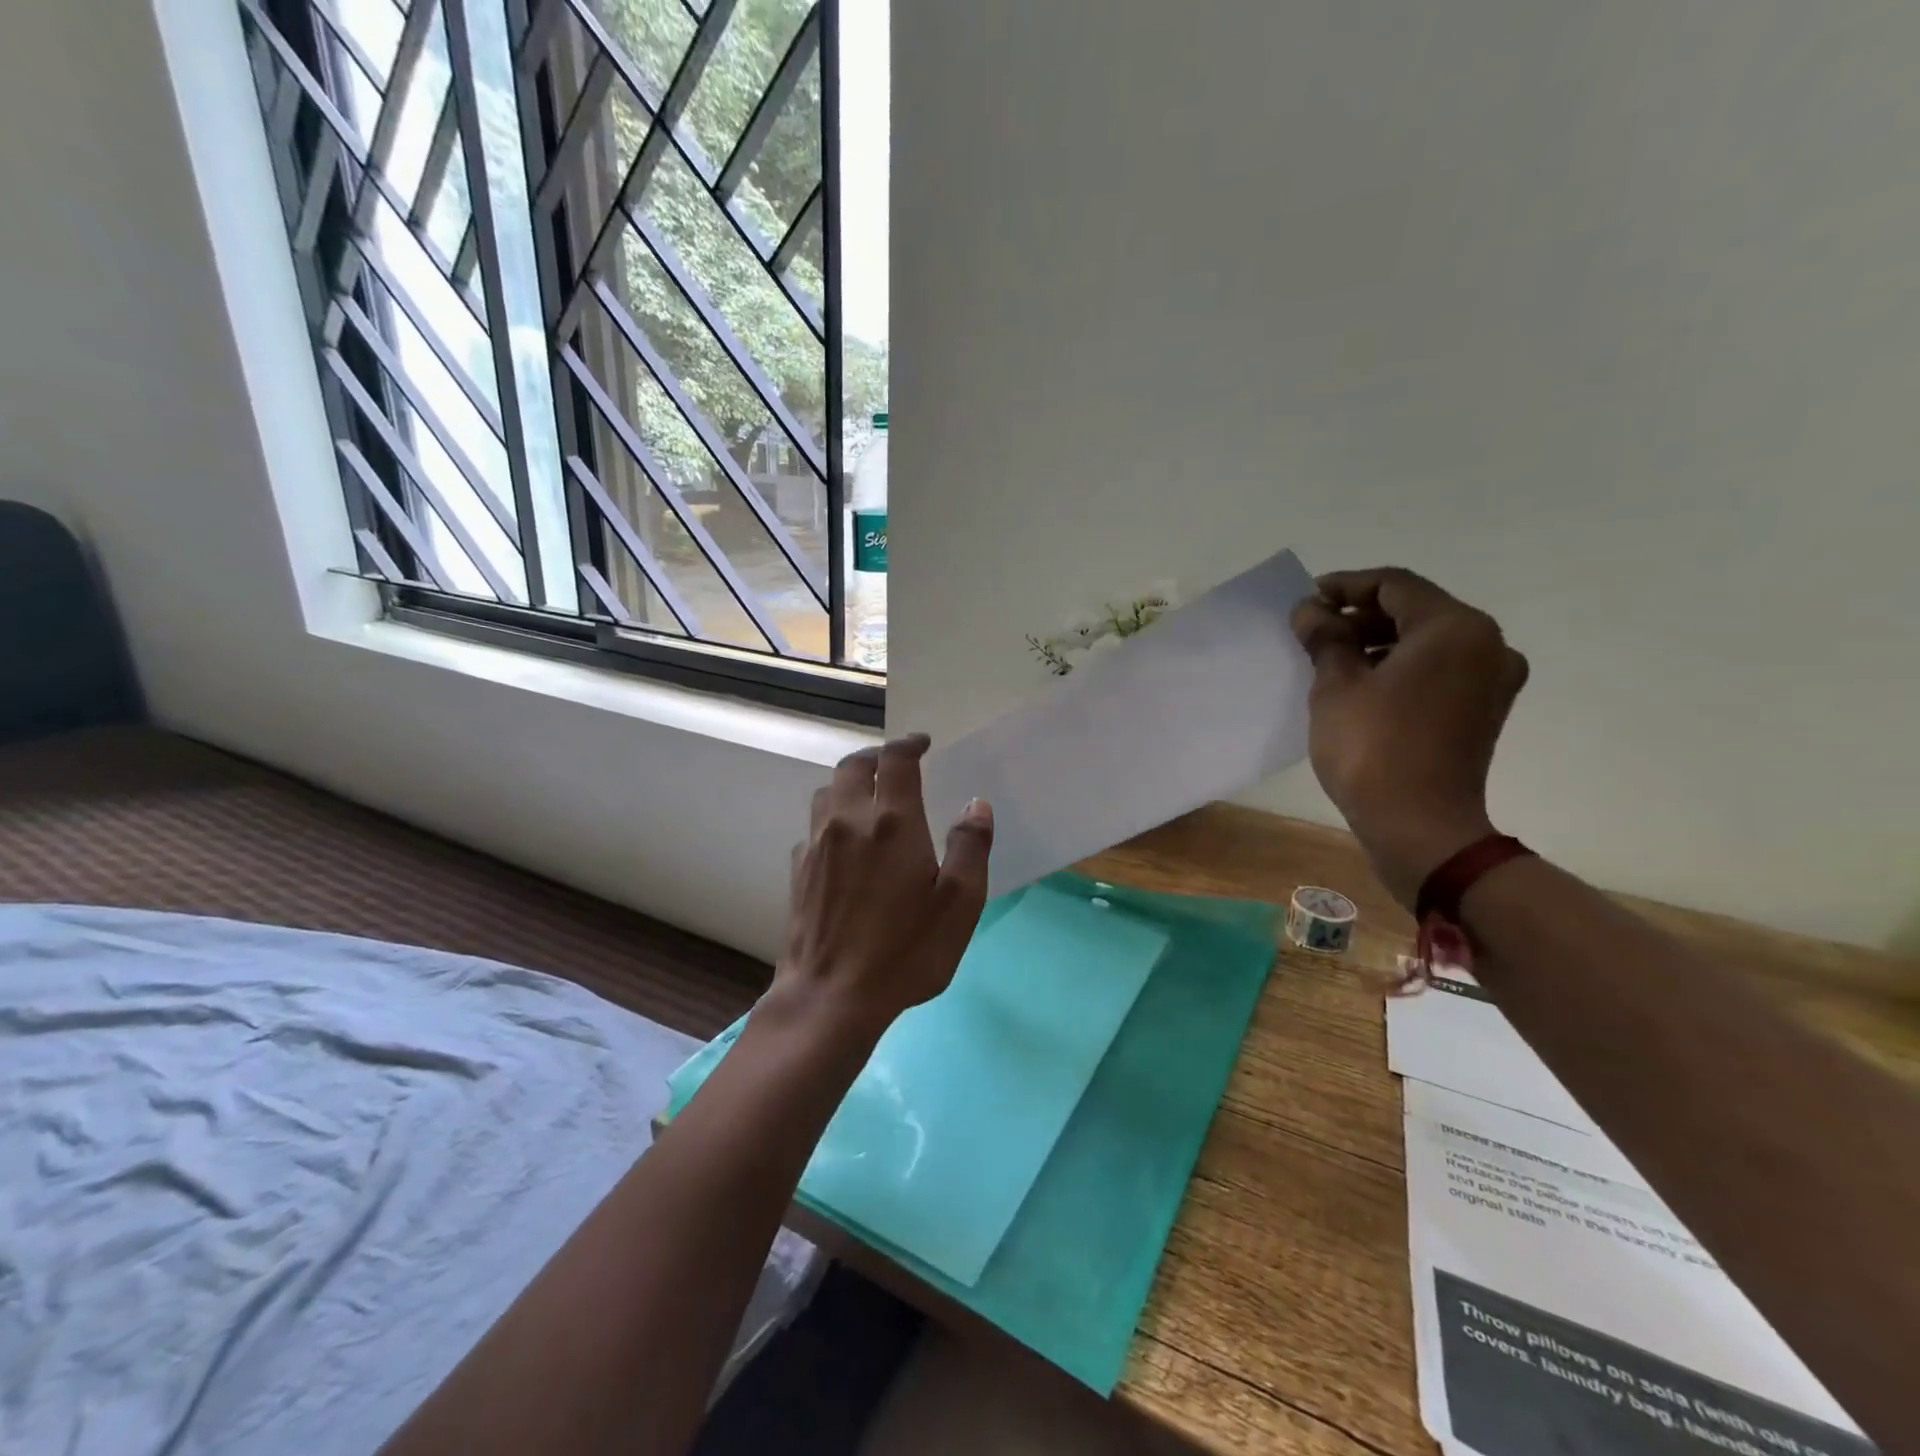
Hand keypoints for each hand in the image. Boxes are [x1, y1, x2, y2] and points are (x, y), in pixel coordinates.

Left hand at [770, 735, 994, 1041]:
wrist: (830, 996)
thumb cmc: (904, 951)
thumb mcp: (958, 903)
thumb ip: (969, 847)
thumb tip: (975, 805)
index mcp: (891, 822)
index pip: (896, 760)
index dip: (909, 743)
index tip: (922, 743)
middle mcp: (848, 821)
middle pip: (852, 766)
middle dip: (876, 756)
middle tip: (896, 762)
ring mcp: (817, 845)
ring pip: (826, 792)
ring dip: (849, 783)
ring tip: (869, 795)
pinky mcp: (798, 871)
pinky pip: (814, 827)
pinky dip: (831, 818)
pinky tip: (844, 843)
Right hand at [1290, 568, 1527, 906]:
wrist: (1419, 826)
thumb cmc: (1372, 748)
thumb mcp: (1336, 686)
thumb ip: (1325, 638)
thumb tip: (1310, 610)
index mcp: (1454, 628)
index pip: (1394, 586)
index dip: (1345, 586)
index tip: (1307, 599)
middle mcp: (1487, 644)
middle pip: (1416, 610)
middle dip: (1361, 615)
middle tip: (1314, 629)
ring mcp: (1492, 680)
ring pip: (1428, 641)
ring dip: (1379, 641)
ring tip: (1331, 657)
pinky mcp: (1484, 710)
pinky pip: (1439, 670)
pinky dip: (1401, 666)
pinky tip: (1362, 683)